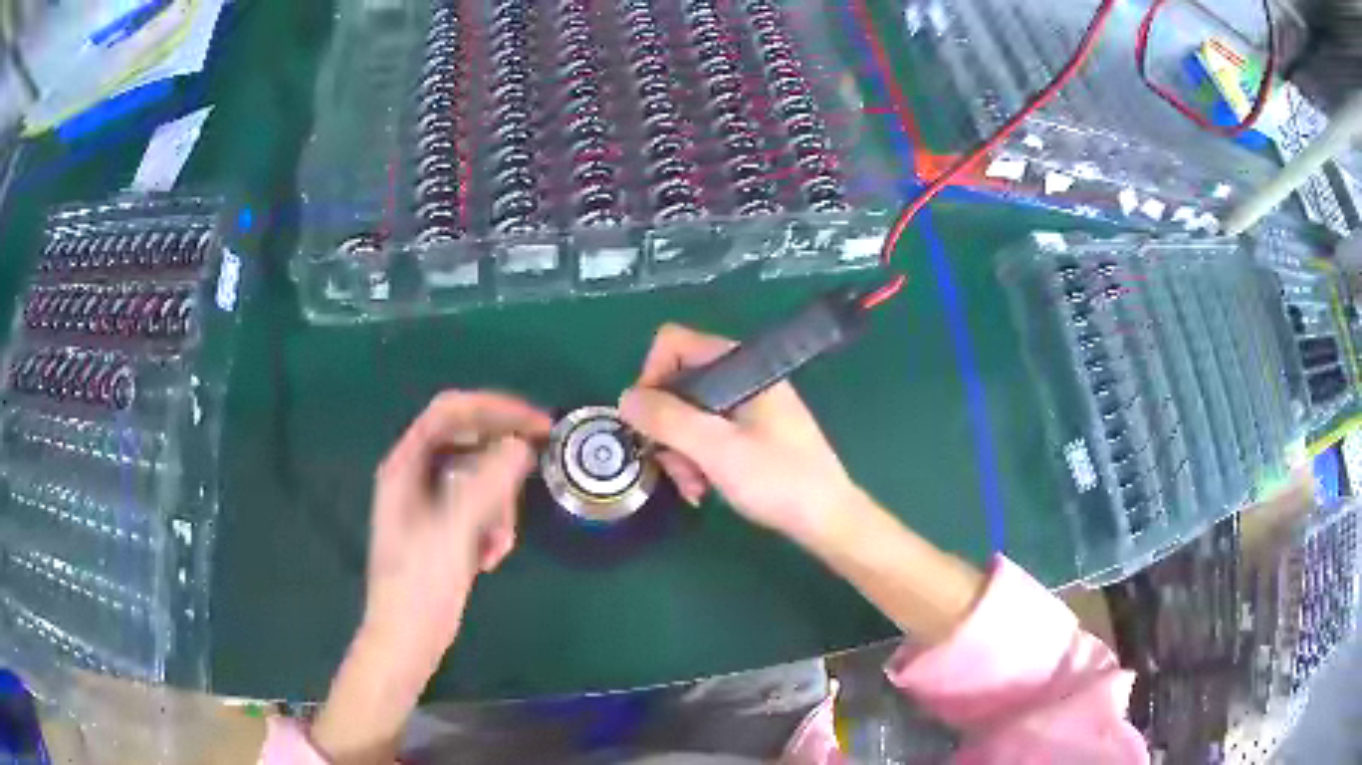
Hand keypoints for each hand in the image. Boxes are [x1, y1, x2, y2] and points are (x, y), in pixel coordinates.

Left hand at [362, 390, 550, 665]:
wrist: (407, 639)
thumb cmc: (419, 585)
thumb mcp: (453, 531)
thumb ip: (486, 485)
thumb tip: (520, 446)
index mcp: (406, 465)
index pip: (451, 411)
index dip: (495, 408)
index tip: (538, 423)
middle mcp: (416, 476)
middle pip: (470, 443)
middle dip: (502, 465)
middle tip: (537, 473)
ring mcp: (430, 503)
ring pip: (480, 480)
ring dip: (500, 506)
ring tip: (499, 544)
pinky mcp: (445, 529)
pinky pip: (480, 509)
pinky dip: (493, 527)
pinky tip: (490, 558)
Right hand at [618, 324, 858, 544]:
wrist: (826, 518)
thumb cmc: (778, 479)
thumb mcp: (717, 449)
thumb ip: (668, 419)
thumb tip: (625, 398)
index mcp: (742, 366)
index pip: (676, 343)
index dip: (651, 376)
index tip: (647, 420)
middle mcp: (742, 378)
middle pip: (678, 383)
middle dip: (666, 426)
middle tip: (671, 465)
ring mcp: (747, 406)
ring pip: (688, 414)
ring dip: (679, 451)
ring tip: (693, 487)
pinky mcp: (750, 432)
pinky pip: (707, 434)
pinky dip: (697, 459)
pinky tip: (703, 490)